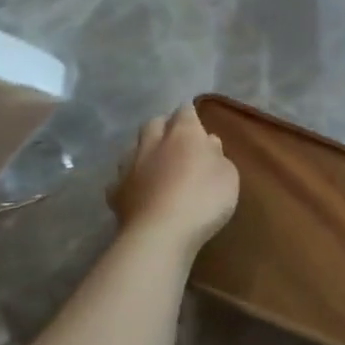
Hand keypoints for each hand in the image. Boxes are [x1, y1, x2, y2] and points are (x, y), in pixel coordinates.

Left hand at [107, 103, 238, 255]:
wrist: (161, 233)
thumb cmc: (204, 199)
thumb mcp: (228, 176)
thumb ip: (217, 156)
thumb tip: (207, 143)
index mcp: (184, 133)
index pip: (185, 111)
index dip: (190, 115)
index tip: (196, 122)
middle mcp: (153, 142)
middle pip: (154, 123)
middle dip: (164, 126)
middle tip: (176, 141)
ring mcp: (130, 165)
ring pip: (133, 147)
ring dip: (144, 150)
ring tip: (155, 164)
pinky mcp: (115, 190)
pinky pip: (122, 178)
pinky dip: (130, 180)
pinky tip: (138, 191)